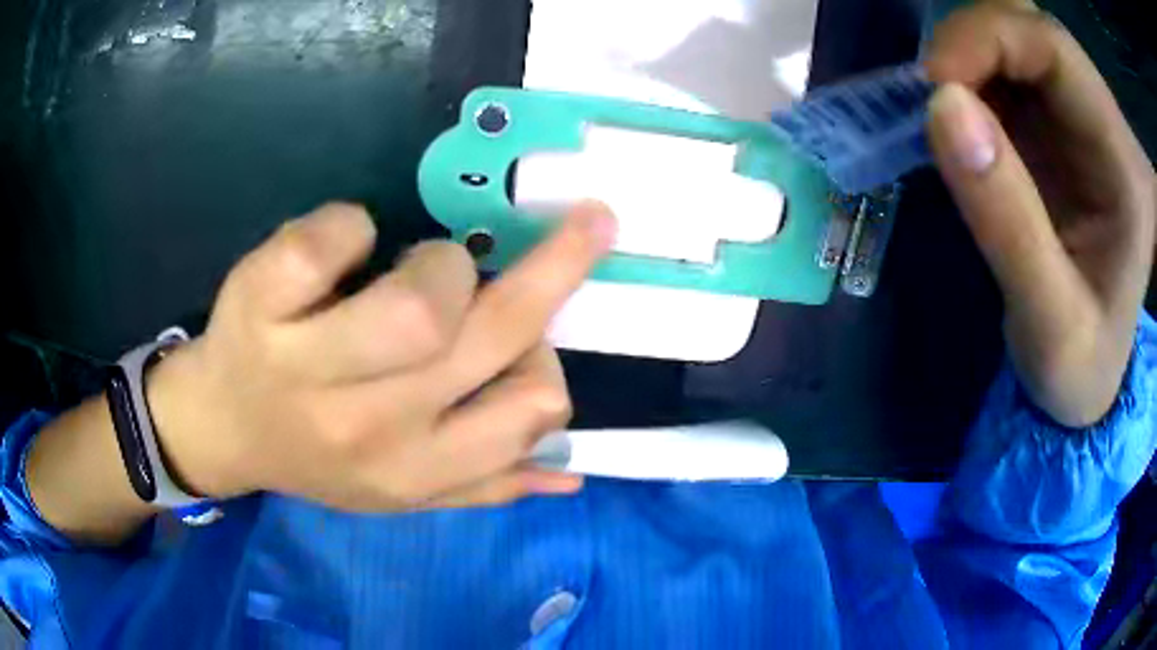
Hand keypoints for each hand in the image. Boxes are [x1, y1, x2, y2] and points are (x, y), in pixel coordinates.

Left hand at [147, 202, 615, 510]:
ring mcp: (303, 364)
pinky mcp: (259, 302)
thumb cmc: (316, 453)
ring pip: (422, 295)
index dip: (547, 359)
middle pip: (490, 334)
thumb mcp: (404, 491)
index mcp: (412, 471)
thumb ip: (485, 483)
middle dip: (556, 265)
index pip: (529, 411)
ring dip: (443, 262)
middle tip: (587, 224)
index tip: (534, 332)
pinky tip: (345, 244)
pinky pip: (332, 238)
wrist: (221, 426)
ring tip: (421, 266)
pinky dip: (352, 224)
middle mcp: (367, 428)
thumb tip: (571, 472)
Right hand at [924, 0, 1155, 426]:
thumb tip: (940, 105)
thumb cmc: (1083, 368)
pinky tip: (959, 128)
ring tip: (944, 121)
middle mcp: (1104, 119)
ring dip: (967, 61)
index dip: (985, 36)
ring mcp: (1079, 117)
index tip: (934, 86)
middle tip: (934, 101)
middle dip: (971, 44)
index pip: (1053, 45)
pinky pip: (1003, 70)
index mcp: (1122, 162)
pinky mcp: (1056, 126)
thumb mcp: (1050, 329)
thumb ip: (1007, 224)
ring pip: (1011, 38)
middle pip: (1027, 24)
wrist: (1097, 378)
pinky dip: (968, 82)